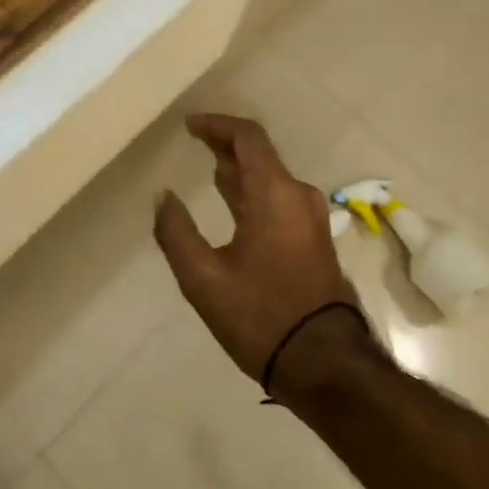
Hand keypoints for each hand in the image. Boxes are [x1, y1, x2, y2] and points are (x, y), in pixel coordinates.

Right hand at [153, 113, 366, 390]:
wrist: (325, 363)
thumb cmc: (261, 316)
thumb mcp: (204, 279)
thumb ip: (176, 232)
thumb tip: (163, 196)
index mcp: (274, 193)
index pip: (248, 137)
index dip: (217, 125)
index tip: (189, 125)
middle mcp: (297, 196)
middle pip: (260, 154)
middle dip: (225, 145)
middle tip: (194, 141)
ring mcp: (310, 218)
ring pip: (271, 178)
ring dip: (240, 170)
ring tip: (209, 169)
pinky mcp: (314, 240)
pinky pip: (279, 198)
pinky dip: (253, 191)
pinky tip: (233, 206)